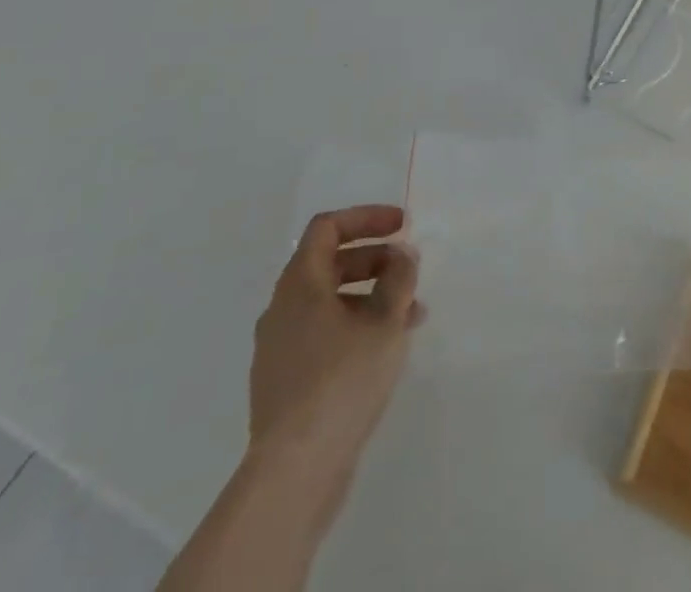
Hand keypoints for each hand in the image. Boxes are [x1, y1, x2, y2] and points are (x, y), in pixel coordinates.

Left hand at [248, 205, 422, 482]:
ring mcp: (279, 347)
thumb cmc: (342, 381)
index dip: (367, 218)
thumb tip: (402, 254)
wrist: (295, 471)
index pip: (328, 227)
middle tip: (409, 270)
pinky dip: (355, 327)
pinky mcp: (285, 381)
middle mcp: (282, 308)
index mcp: (299, 284)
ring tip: (411, 316)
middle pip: (330, 263)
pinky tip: (385, 350)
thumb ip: (399, 279)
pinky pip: (323, 335)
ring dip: (371, 297)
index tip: (402, 226)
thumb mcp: (385, 321)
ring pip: (329, 303)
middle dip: (374, 259)